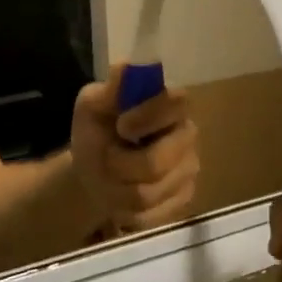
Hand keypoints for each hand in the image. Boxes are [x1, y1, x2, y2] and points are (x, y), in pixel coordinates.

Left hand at [69, 69, 200, 234]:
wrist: (94, 174)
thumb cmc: (96, 133)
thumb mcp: (91, 108)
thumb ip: (109, 91)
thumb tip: (124, 67)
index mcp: (168, 104)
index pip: (176, 101)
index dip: (148, 116)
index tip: (121, 126)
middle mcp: (187, 134)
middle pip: (160, 159)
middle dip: (122, 164)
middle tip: (106, 159)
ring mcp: (189, 169)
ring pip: (152, 191)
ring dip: (119, 188)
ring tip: (110, 179)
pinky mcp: (185, 199)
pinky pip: (155, 214)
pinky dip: (129, 210)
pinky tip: (121, 198)